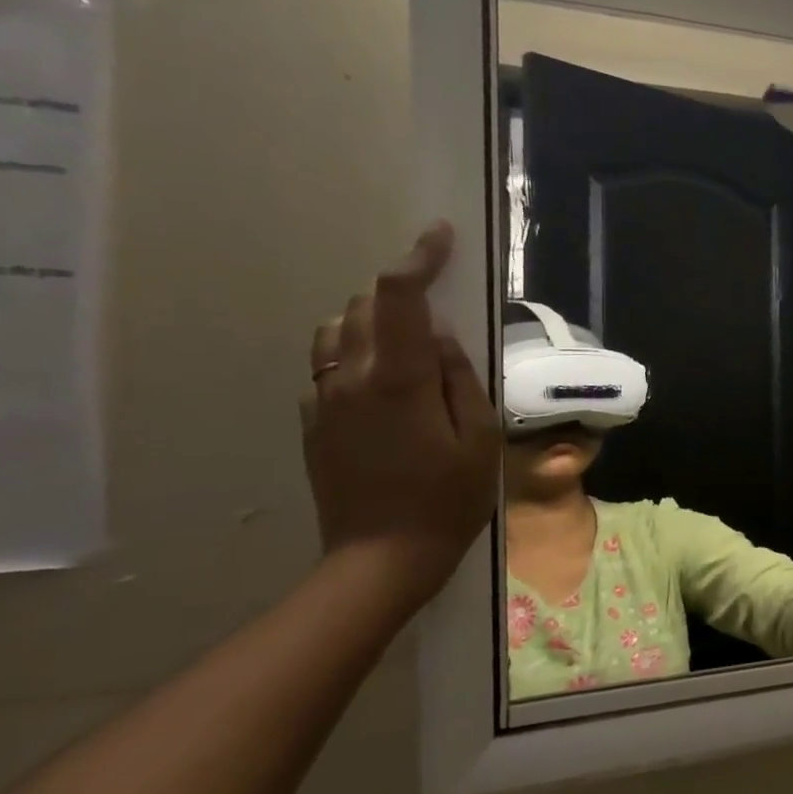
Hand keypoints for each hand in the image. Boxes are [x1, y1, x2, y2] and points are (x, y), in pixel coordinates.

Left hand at [300, 222, 500, 609]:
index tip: (440, 235)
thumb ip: (460, 376)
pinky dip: (354, 354)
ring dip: (371, 320)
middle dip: (398, 294)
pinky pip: (328, 366)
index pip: (400, 296)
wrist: (381, 558)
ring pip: (336, 331)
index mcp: (399, 379)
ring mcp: (324, 399)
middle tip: (437, 313)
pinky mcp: (313, 421)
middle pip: (363, 305)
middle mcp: (351, 377)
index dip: (419, 258)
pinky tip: (384, 384)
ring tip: (408, 343)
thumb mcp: (479, 437)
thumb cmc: (448, 499)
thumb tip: (442, 333)